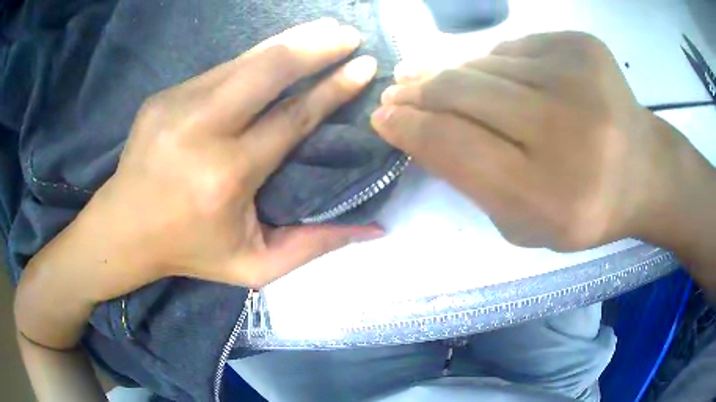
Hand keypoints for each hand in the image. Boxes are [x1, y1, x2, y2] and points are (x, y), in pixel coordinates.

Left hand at [15, 17, 382, 351]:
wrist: (122, 230)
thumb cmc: (189, 252)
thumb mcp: (255, 266)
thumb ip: (315, 246)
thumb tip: (374, 229)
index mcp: (226, 176)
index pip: (292, 118)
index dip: (333, 89)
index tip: (364, 65)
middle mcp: (201, 130)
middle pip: (267, 70)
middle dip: (314, 45)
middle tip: (348, 32)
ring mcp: (176, 105)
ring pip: (244, 60)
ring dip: (289, 41)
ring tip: (324, 29)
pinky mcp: (163, 96)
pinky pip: (221, 70)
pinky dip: (255, 59)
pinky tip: (276, 54)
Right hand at [371, 32, 707, 250]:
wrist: (644, 171)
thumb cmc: (585, 208)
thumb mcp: (524, 223)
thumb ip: (472, 182)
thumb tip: (419, 128)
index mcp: (551, 194)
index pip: (454, 146)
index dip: (409, 127)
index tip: (383, 115)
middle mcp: (568, 129)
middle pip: (462, 92)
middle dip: (419, 90)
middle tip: (398, 89)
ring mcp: (579, 76)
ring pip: (485, 63)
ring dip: (457, 75)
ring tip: (447, 86)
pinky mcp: (583, 45)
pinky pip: (515, 48)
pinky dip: (499, 64)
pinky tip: (507, 82)